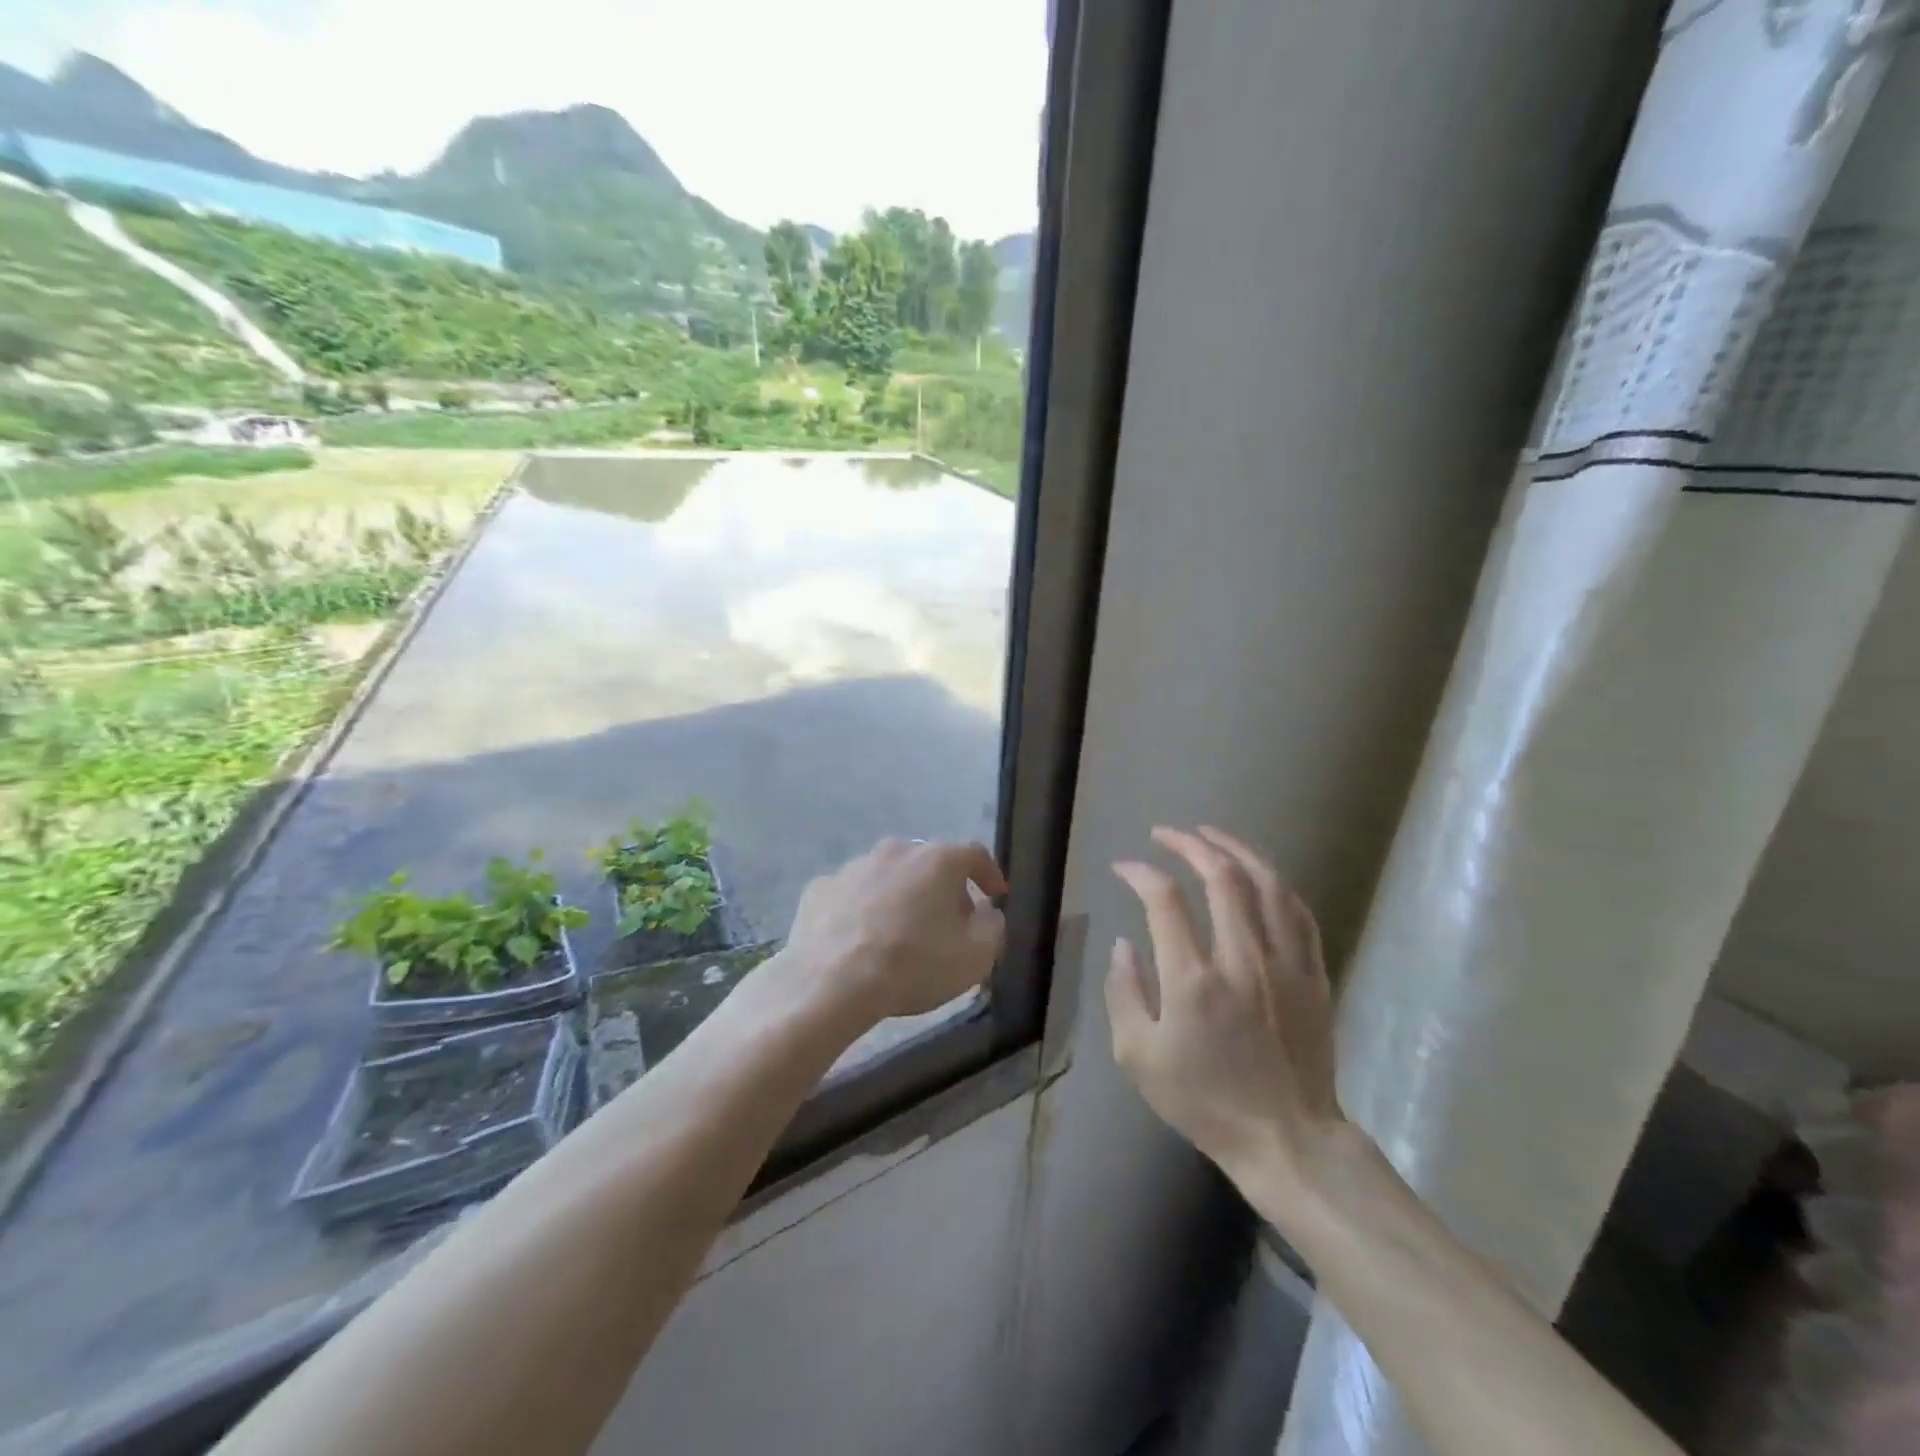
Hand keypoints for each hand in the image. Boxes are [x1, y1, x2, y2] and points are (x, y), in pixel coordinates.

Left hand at [785, 838, 1007, 1021]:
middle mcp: (896, 851)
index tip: (996, 895)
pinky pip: (852, 895)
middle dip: (943, 889)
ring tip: (901, 933)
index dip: (990, 874)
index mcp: (937, 860)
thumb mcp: (975, 957)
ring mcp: (853, 866)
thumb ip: (992, 927)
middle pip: (929, 864)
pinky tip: (860, 939)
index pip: (974, 854)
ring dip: (900, 897)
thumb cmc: (913, 965)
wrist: (831, 983)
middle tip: (949, 923)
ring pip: (888, 876)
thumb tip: (987, 913)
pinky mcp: (820, 888)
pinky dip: (862, 910)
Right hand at [1107, 826, 1345, 1201]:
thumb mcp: (1139, 1058)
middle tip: (1165, 833)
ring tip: (1210, 834)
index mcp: (1194, 980)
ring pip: (1266, 883)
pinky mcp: (1313, 973)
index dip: (1140, 873)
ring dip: (1235, 849)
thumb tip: (1123, 943)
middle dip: (1188, 844)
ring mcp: (1285, 963)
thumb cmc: (1205, 1101)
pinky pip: (1298, 911)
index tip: (1124, 867)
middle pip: (1220, 876)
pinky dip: (1275, 883)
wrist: (1287, 1139)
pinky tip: (1258, 874)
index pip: (1164, 900)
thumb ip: (1124, 992)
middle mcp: (1242, 958)